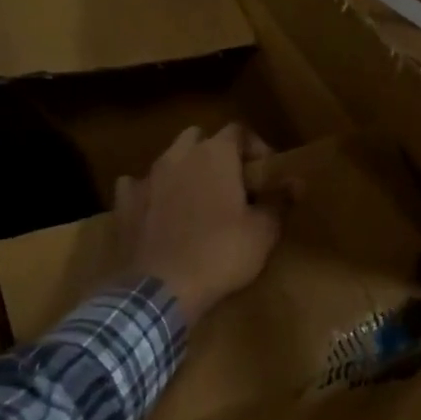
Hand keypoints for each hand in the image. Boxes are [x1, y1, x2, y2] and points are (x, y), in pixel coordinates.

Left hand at [114, 124, 289, 323]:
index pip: (238, 130)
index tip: (265, 172)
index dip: (255, 147)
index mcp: (215, 155)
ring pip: (167, 159)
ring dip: (183, 170)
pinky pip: (136, 186)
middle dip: (215, 152)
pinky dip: (150, 193)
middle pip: (198, 137)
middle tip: (230, 181)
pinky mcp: (123, 204)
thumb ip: (280, 201)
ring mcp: (146, 178)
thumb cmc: (221, 253)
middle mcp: (178, 156)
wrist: (161, 289)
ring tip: (196, 198)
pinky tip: (157, 211)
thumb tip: (297, 181)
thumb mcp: (263, 232)